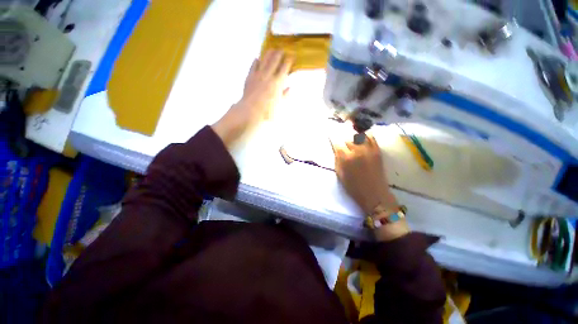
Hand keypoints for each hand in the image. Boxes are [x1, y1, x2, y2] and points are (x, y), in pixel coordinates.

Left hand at [212, 50, 292, 145]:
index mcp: (277, 82)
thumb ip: (284, 95)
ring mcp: (258, 74)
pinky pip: (253, 65)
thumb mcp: (279, 104)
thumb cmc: (267, 110)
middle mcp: (268, 75)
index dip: (289, 60)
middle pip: (275, 59)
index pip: (285, 67)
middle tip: (282, 50)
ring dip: (269, 53)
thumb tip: (289, 88)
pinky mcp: (250, 76)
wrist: (251, 110)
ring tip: (272, 50)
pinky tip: (258, 59)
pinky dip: (256, 61)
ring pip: (264, 59)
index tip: (291, 56)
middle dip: (279, 52)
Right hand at [333, 136, 408, 240]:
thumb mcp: (340, 174)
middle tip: (339, 132)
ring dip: (353, 132)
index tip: (330, 133)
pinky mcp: (377, 151)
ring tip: (350, 128)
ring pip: (359, 134)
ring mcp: (369, 149)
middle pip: (347, 137)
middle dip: (342, 135)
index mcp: (346, 158)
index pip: (336, 143)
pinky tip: (362, 134)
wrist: (375, 195)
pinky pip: (371, 137)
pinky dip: (366, 134)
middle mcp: (357, 150)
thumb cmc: (354, 187)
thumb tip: (336, 149)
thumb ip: (337, 159)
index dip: (332, 137)